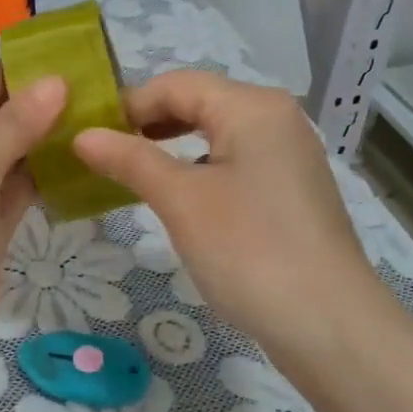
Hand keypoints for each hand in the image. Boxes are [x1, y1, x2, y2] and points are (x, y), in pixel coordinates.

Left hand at [0, 61, 66, 363]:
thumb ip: (14, 125)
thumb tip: (57, 81)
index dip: (12, 70)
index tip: (65, 53)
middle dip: (34, 104)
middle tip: (95, 82)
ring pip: (6, 159)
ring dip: (43, 140)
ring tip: (98, 113)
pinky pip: (16, 194)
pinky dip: (44, 178)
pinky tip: (81, 158)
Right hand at [72, 70, 381, 343]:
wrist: (330, 327)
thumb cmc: (249, 250)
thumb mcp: (180, 200)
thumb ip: (130, 159)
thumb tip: (81, 135)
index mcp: (252, 107)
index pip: (176, 84)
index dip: (128, 104)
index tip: (87, 134)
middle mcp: (276, 118)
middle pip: (198, 102)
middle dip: (148, 123)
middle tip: (103, 152)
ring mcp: (289, 154)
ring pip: (216, 132)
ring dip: (170, 145)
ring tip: (131, 172)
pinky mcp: (291, 189)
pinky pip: (234, 160)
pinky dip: (198, 168)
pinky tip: (178, 196)